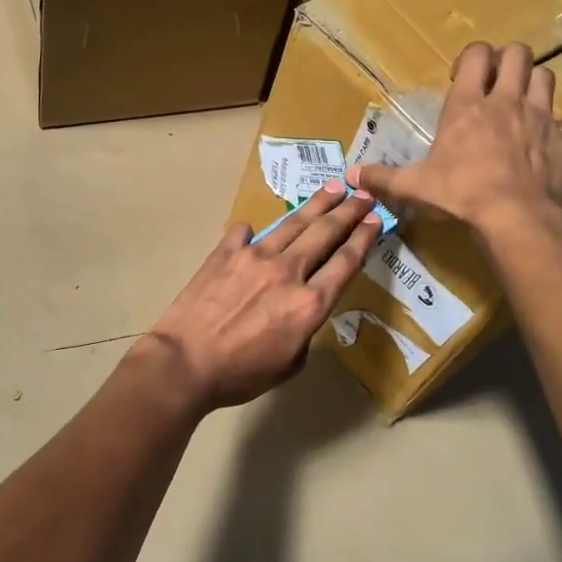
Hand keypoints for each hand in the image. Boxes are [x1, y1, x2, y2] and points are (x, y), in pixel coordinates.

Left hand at [138, 180, 382, 411]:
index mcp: (309, 303)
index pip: (345, 262)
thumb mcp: (290, 365)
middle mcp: (287, 271)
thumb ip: (305, 330)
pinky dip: (254, 231)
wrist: (185, 362)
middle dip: (349, 211)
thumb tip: (300, 307)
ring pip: (293, 223)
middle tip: (364, 194)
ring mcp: (254, 256)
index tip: (376, 219)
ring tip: (333, 187)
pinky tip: (256, 229)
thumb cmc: (240, 374)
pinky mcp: (224, 253)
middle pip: (325, 233)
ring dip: (316, 204)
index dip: (364, 237)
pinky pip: (244, 233)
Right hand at [348, 42, 561, 242]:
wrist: (515, 218)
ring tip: (523, 106)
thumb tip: (351, 175)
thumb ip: (383, 177)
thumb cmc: (460, 195)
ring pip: (548, 78)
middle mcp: (508, 101)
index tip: (462, 79)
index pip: (476, 55)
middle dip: (508, 61)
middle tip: (496, 85)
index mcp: (469, 105)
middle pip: (518, 54)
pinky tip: (558, 135)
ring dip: (536, 86)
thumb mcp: (414, 187)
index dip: (471, 58)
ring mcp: (543, 118)